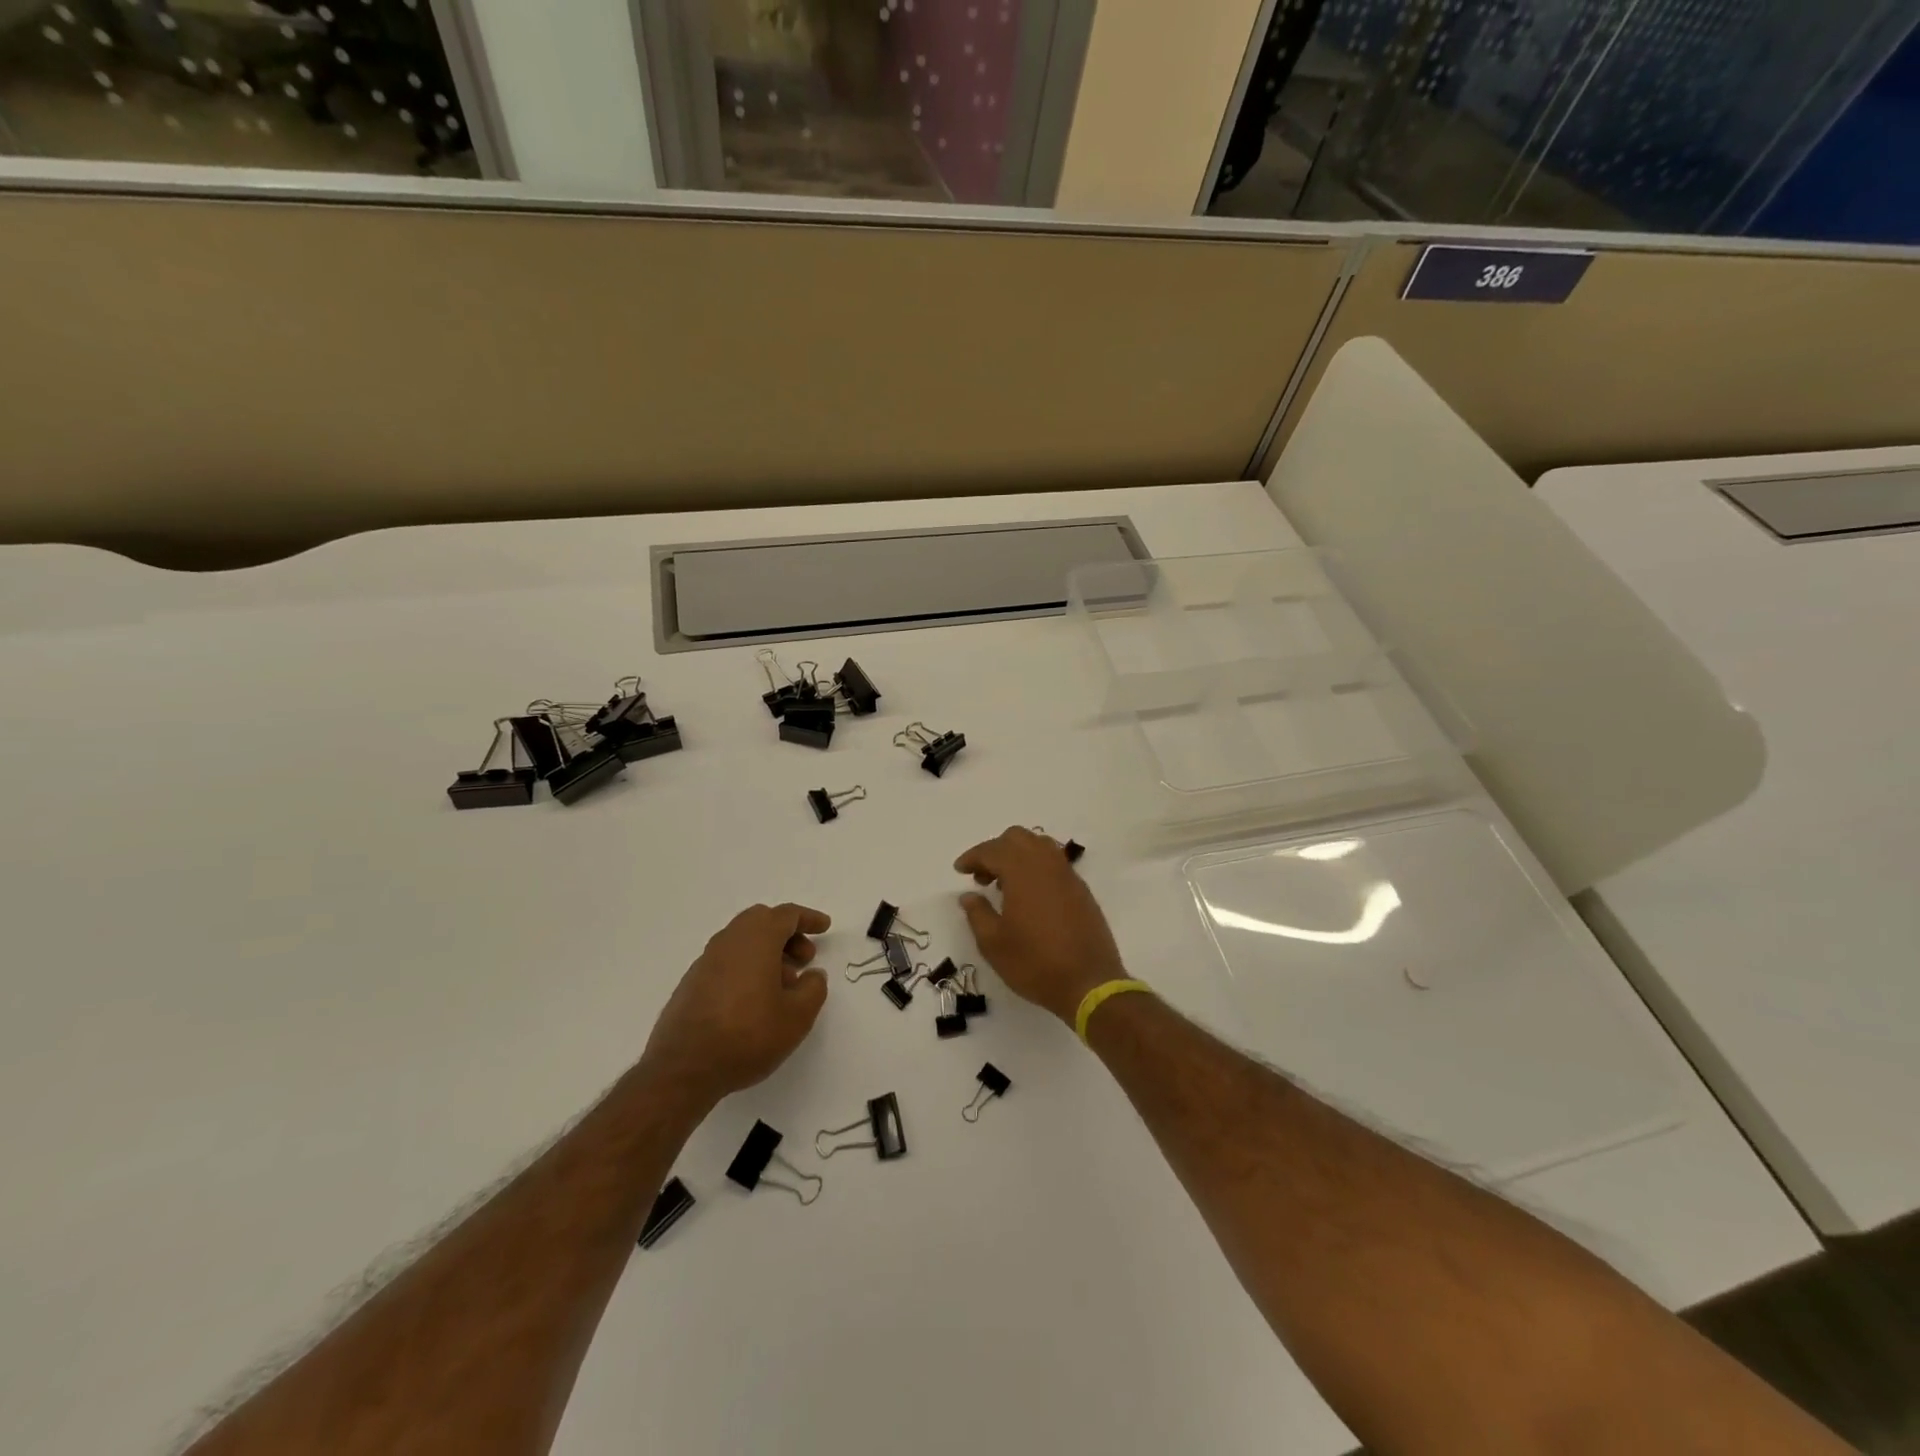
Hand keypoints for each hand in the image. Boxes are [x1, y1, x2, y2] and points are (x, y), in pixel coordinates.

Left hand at [640, 903, 830, 1106]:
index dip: (808, 918)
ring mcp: (706, 961)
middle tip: (804, 958)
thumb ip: (813, 989)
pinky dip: (747, 967)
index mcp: (756, 939)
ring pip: (743, 941)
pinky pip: (727, 961)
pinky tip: (754, 1000)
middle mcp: (729, 941)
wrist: (683, 1069)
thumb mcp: (797, 1017)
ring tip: (783, 986)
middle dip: (787, 935)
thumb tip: (812, 975)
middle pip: (762, 921)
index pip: (786, 915)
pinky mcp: (692, 983)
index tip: (824, 927)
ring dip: (767, 953)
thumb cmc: (747, 1035)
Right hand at [955, 827, 1125, 1024]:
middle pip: (1017, 838)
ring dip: (1018, 856)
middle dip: (995, 850)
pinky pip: (1054, 863)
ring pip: (1039, 846)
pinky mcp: (1081, 889)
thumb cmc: (1034, 963)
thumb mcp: (993, 944)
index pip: (992, 850)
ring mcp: (1067, 875)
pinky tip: (1029, 895)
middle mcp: (1046, 864)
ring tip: (1005, 885)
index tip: (960, 870)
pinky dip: (1036, 867)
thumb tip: (969, 896)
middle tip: (982, 877)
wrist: (1089, 983)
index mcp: (1022, 872)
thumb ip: (977, 914)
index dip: (973, 857)